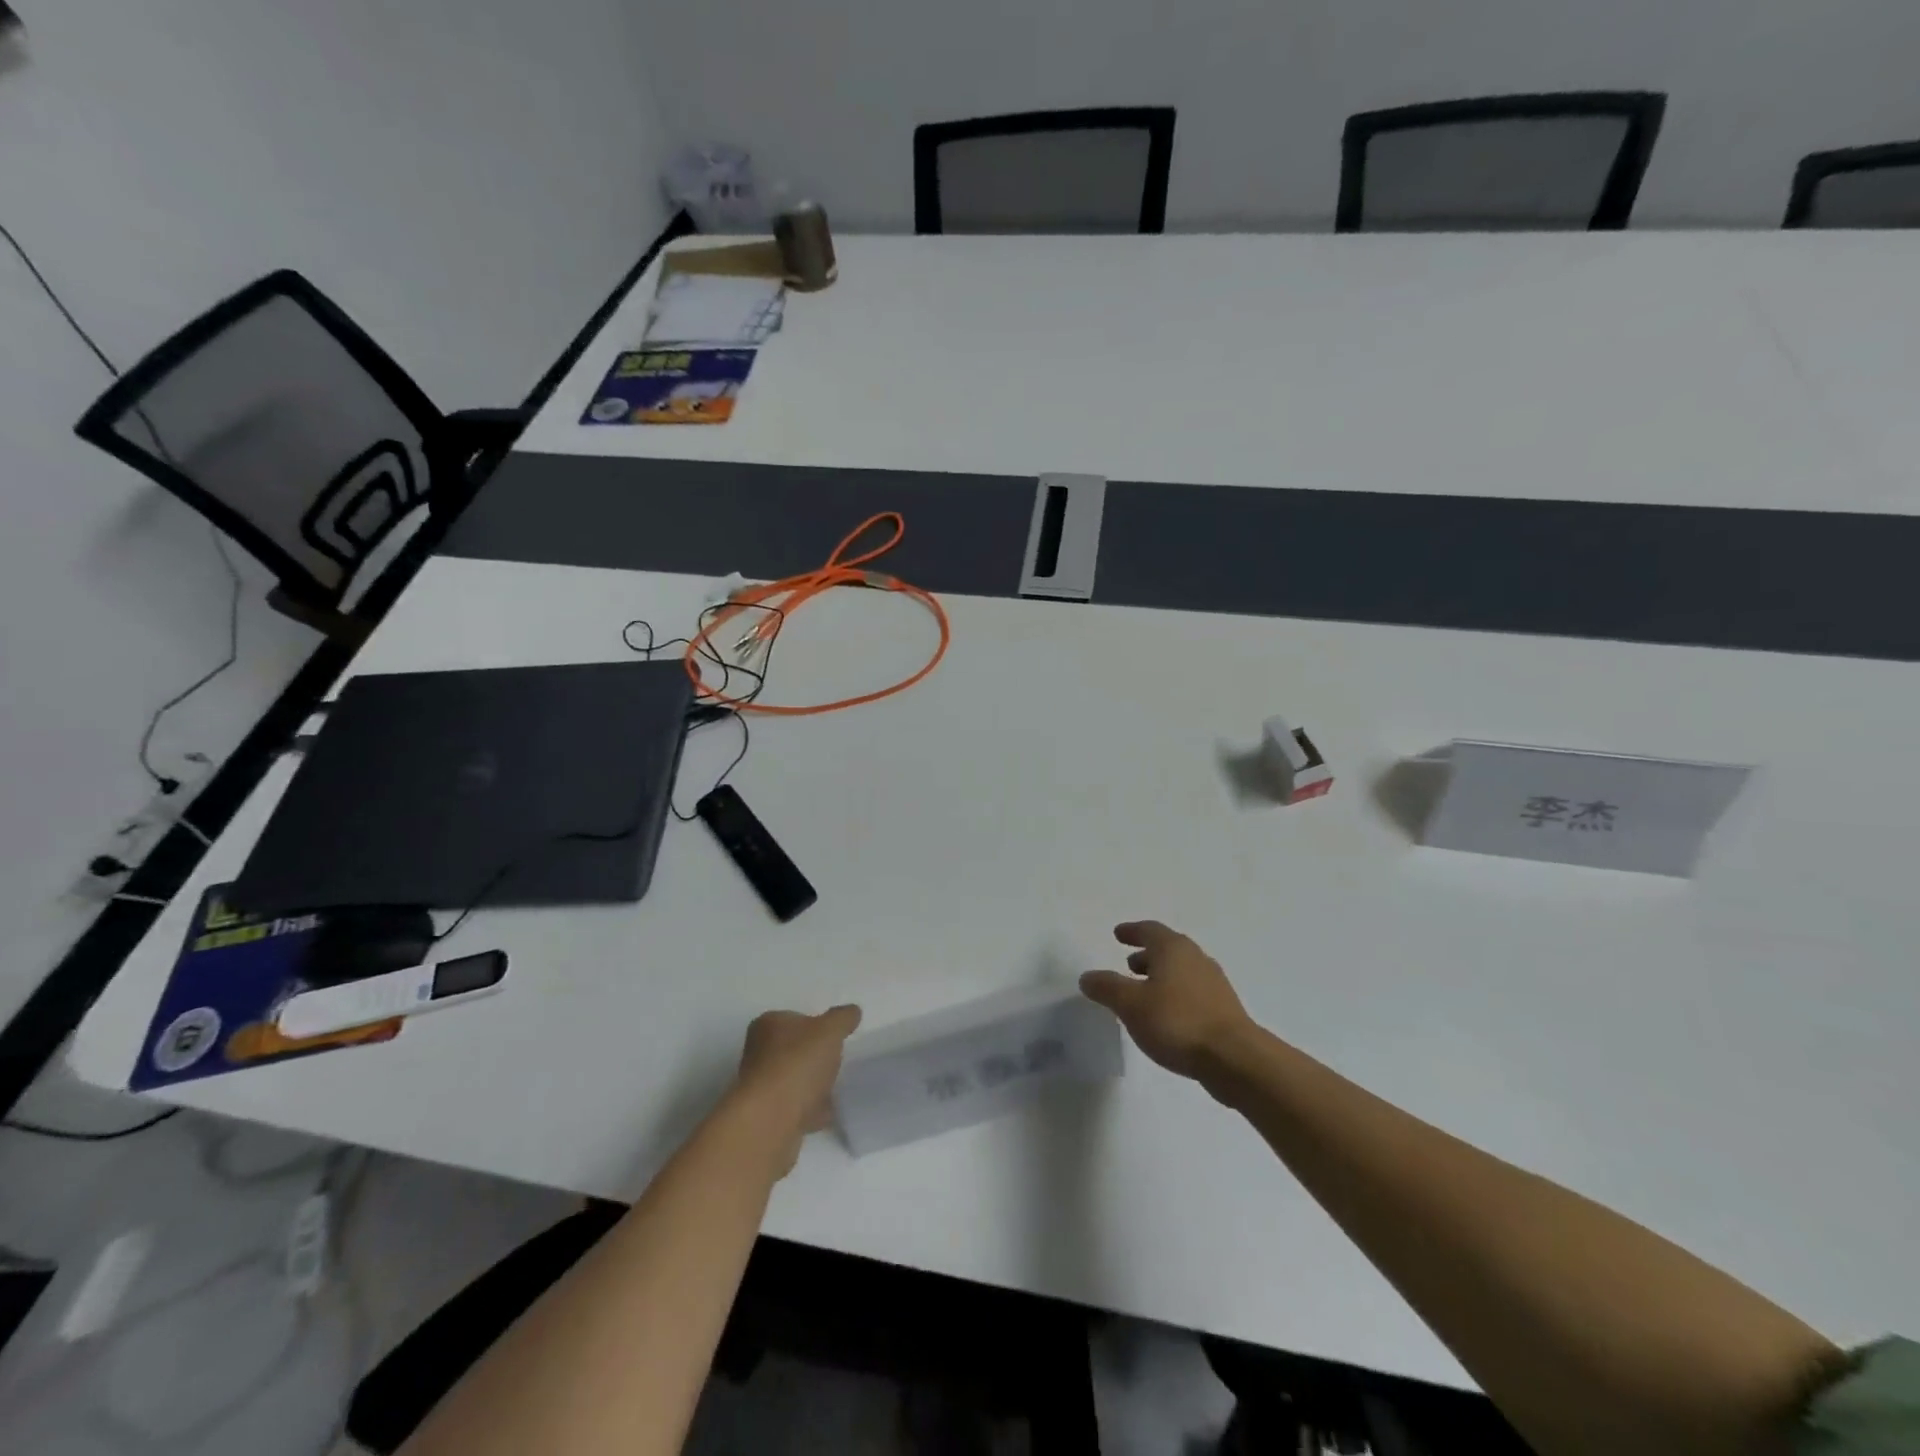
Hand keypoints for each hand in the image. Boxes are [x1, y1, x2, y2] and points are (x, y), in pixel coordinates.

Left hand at [729, 1005, 861, 1169]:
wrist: (770, 1121)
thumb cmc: (798, 1063)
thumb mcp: (830, 1030)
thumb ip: (843, 1018)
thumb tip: (852, 1011)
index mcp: (768, 1025)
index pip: (794, 1018)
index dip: (816, 1025)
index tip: (834, 1037)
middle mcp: (758, 1052)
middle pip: (793, 1050)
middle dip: (814, 1057)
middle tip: (837, 1062)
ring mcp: (760, 1087)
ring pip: (793, 1080)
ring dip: (812, 1085)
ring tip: (835, 1090)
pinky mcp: (766, 1116)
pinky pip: (795, 1107)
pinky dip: (810, 1109)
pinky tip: (827, 1113)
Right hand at [1080, 921, 1252, 1080]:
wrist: (1235, 1058)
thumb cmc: (1177, 1022)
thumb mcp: (1131, 1005)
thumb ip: (1107, 988)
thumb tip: (1087, 976)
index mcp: (1173, 949)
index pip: (1149, 930)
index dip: (1131, 931)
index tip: (1118, 934)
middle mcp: (1196, 958)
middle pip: (1168, 949)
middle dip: (1146, 955)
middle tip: (1128, 965)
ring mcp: (1214, 983)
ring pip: (1182, 971)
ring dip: (1161, 976)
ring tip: (1144, 992)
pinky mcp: (1224, 1009)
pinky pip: (1193, 991)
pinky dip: (1175, 994)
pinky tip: (1167, 1015)